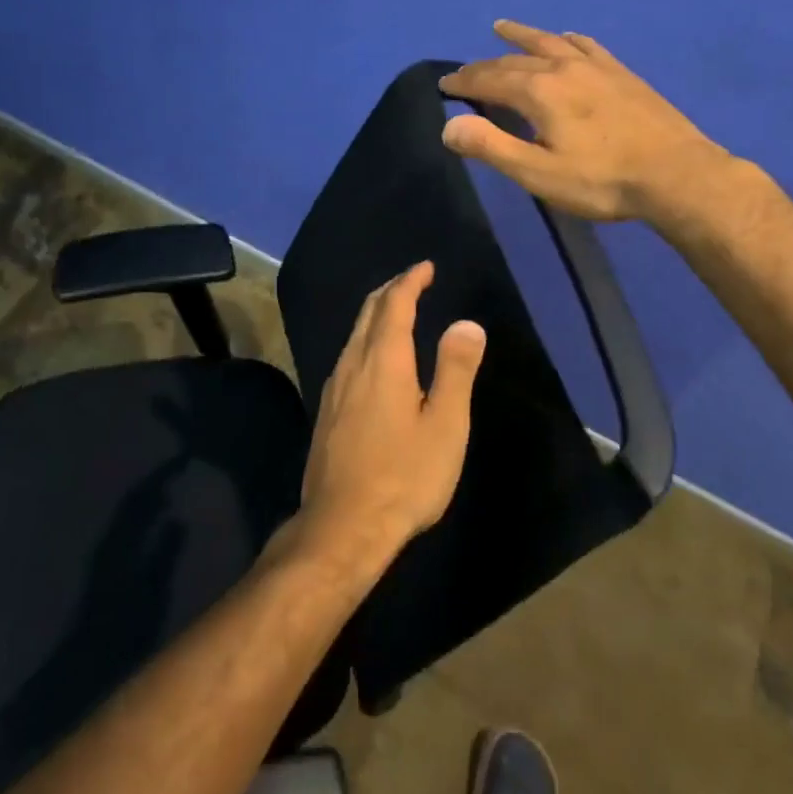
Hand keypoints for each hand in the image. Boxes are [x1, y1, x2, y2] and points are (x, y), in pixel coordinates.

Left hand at [296, 262, 485, 576]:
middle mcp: (353, 363)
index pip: (395, 303)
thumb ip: (455, 370)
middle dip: (391, 290)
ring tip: (397, 310)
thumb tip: (466, 323)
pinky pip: (348, 355)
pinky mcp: (327, 409)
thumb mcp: (445, 426)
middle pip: (369, 312)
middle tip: (413, 281)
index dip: (411, 280)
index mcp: (384, 360)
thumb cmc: (404, 476)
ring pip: (354, 333)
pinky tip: (375, 357)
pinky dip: (366, 338)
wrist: (341, 526)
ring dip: (376, 313)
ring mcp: (334, 386)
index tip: (426, 267)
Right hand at [438, 20, 727, 221]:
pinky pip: (587, 46)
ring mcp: (596, 68)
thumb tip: (448, 125)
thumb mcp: (538, 173)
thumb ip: (491, 147)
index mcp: (539, 92)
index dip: (464, 82)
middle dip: (484, 65)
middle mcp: (563, 69)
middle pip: (514, 60)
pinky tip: (568, 37)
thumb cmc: (602, 181)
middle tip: (464, 71)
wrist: (676, 174)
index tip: (444, 83)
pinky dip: (568, 39)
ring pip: (550, 43)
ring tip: (502, 27)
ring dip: (522, 36)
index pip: (489, 80)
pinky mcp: (622, 74)